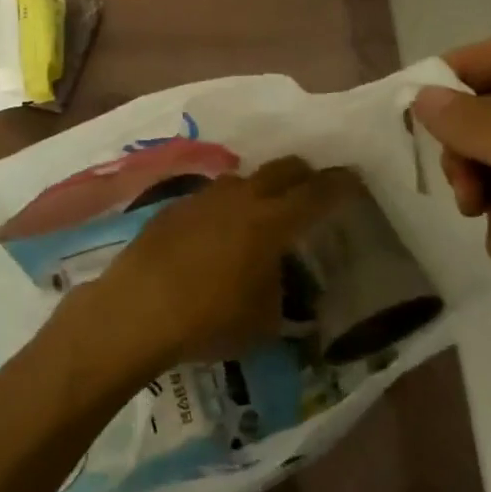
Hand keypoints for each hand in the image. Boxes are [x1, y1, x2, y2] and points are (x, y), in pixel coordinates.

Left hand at [62, 157, 354, 384]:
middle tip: (313, 190)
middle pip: (283, 169)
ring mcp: (204, 198)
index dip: (340, 185)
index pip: (318, 193)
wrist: (137, 309)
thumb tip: (279, 286)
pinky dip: (223, 207)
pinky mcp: (173, 207)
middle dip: (304, 174)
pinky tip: (215, 233)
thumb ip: (280, 295)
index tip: (354, 181)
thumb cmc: (210, 319)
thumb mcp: (264, 322)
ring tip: (261, 213)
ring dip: (260, 189)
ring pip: (243, 179)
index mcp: (273, 222)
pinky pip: (209, 197)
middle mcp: (241, 198)